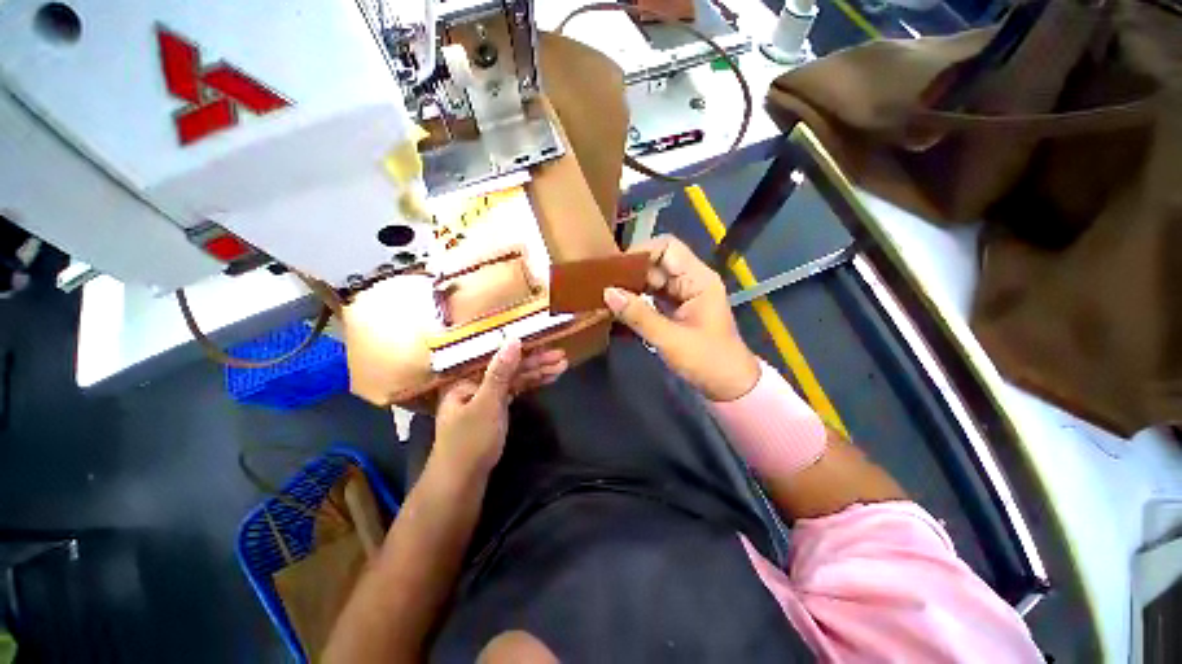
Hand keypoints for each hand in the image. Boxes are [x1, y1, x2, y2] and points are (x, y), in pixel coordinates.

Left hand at [432, 340, 566, 475]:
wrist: (462, 481)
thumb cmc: (470, 442)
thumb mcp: (487, 404)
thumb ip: (500, 372)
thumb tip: (513, 340)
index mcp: (467, 377)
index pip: (498, 356)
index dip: (524, 350)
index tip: (546, 345)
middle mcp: (477, 382)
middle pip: (510, 367)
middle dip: (537, 362)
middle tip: (561, 357)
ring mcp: (487, 395)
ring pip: (515, 378)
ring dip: (538, 373)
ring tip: (562, 366)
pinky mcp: (496, 407)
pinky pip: (516, 390)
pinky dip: (531, 385)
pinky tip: (548, 379)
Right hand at [604, 235, 759, 401]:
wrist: (729, 386)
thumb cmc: (707, 361)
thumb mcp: (670, 339)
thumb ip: (639, 315)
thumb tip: (608, 292)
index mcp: (698, 279)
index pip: (667, 247)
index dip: (641, 252)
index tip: (615, 268)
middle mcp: (691, 280)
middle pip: (656, 263)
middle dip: (631, 273)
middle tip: (603, 285)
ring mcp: (683, 295)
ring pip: (652, 280)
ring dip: (631, 287)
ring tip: (606, 296)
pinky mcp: (676, 309)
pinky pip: (653, 296)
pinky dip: (637, 301)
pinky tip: (619, 308)